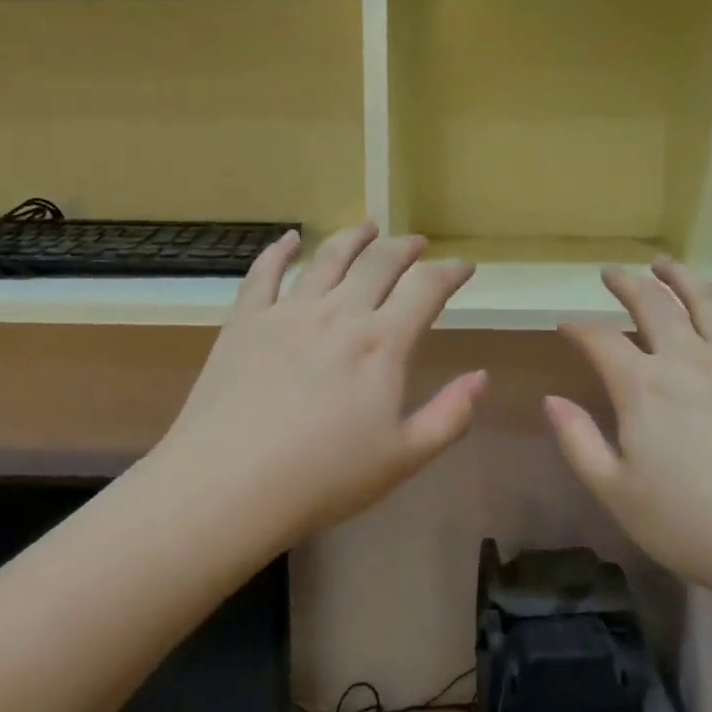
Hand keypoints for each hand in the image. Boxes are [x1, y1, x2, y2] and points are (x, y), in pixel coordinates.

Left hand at [149, 223, 486, 550]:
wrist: (229, 484)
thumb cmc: (323, 478)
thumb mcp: (403, 457)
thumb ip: (450, 415)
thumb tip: (482, 376)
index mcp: (382, 343)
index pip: (426, 289)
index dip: (450, 273)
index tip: (463, 266)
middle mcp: (340, 312)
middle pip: (379, 263)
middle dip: (405, 248)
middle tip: (417, 243)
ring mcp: (289, 311)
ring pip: (328, 257)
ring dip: (353, 238)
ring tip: (368, 227)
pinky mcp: (246, 319)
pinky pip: (265, 272)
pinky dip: (280, 250)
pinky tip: (290, 238)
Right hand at [545, 260, 711, 598]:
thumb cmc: (697, 527)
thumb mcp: (619, 495)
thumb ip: (579, 443)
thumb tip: (551, 400)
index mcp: (643, 387)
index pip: (600, 340)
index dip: (578, 328)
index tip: (565, 323)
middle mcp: (689, 358)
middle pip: (652, 304)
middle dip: (626, 284)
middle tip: (612, 273)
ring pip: (706, 300)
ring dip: (681, 277)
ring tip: (665, 264)